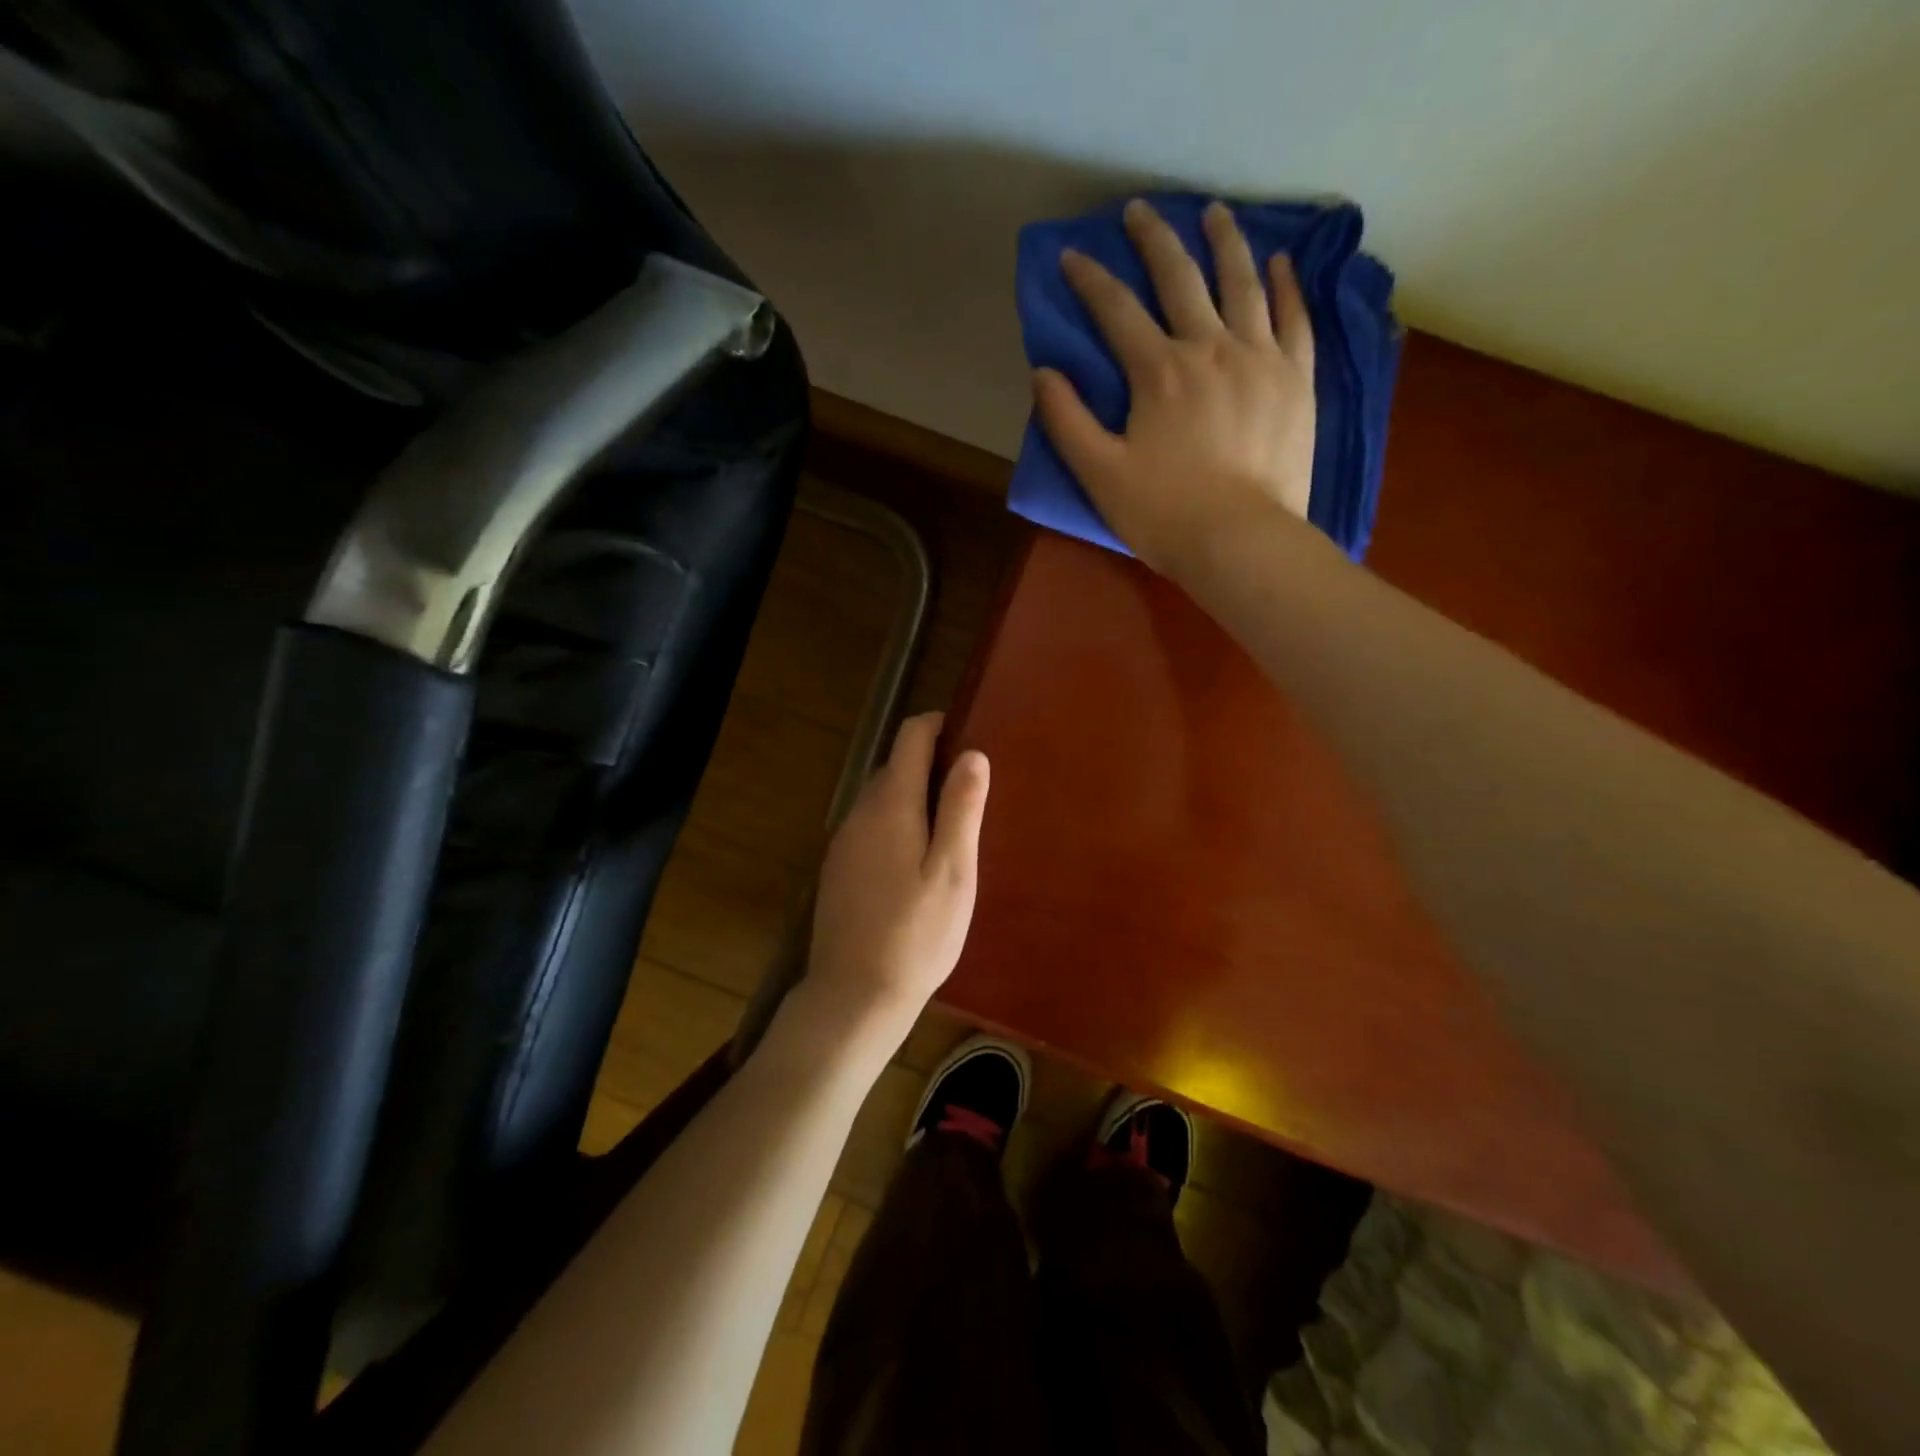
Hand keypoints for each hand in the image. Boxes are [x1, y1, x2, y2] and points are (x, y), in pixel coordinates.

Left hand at [801, 712, 989, 1042]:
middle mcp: (860, 813)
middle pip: (895, 766)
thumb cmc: (916, 934)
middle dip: (932, 766)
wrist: (853, 995)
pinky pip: (873, 827)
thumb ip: (961, 808)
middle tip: (972, 793)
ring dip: (916, 797)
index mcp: (890, 805)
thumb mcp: (953, 872)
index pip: (909, 737)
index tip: (970, 736)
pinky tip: (919, 863)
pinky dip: (898, 824)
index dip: (939, 726)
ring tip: (953, 830)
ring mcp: (844, 842)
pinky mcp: (839, 869)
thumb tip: (971, 753)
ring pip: (883, 798)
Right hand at [1033, 198, 1317, 576]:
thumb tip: (1044, 373)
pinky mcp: (1296, 379)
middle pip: (1180, 278)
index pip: (1116, 310)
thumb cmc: (1164, 514)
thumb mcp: (1099, 474)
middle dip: (1154, 240)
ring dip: (1224, 242)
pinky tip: (1278, 261)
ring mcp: (1260, 358)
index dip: (1089, 279)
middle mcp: (1210, 348)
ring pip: (1242, 283)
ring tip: (1213, 213)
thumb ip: (1067, 421)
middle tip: (1140, 210)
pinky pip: (1293, 318)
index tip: (1072, 255)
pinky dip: (1285, 285)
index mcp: (1159, 371)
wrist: (1241, 541)